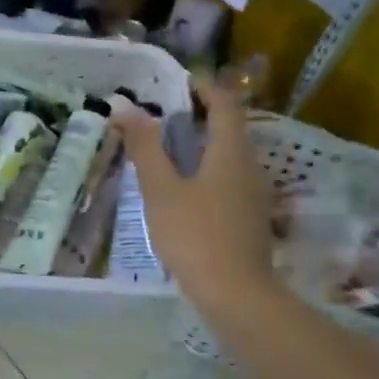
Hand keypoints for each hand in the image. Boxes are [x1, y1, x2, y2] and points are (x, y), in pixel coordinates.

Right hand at [116, 81, 273, 314]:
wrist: (236, 294)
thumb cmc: (195, 235)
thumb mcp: (161, 190)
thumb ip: (145, 147)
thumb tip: (125, 107)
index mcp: (231, 151)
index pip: (226, 103)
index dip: (204, 87)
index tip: (178, 84)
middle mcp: (249, 166)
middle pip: (230, 128)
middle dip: (200, 116)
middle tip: (162, 117)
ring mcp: (254, 194)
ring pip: (229, 156)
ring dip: (202, 146)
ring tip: (166, 152)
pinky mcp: (249, 218)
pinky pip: (229, 180)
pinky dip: (207, 171)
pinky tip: (183, 191)